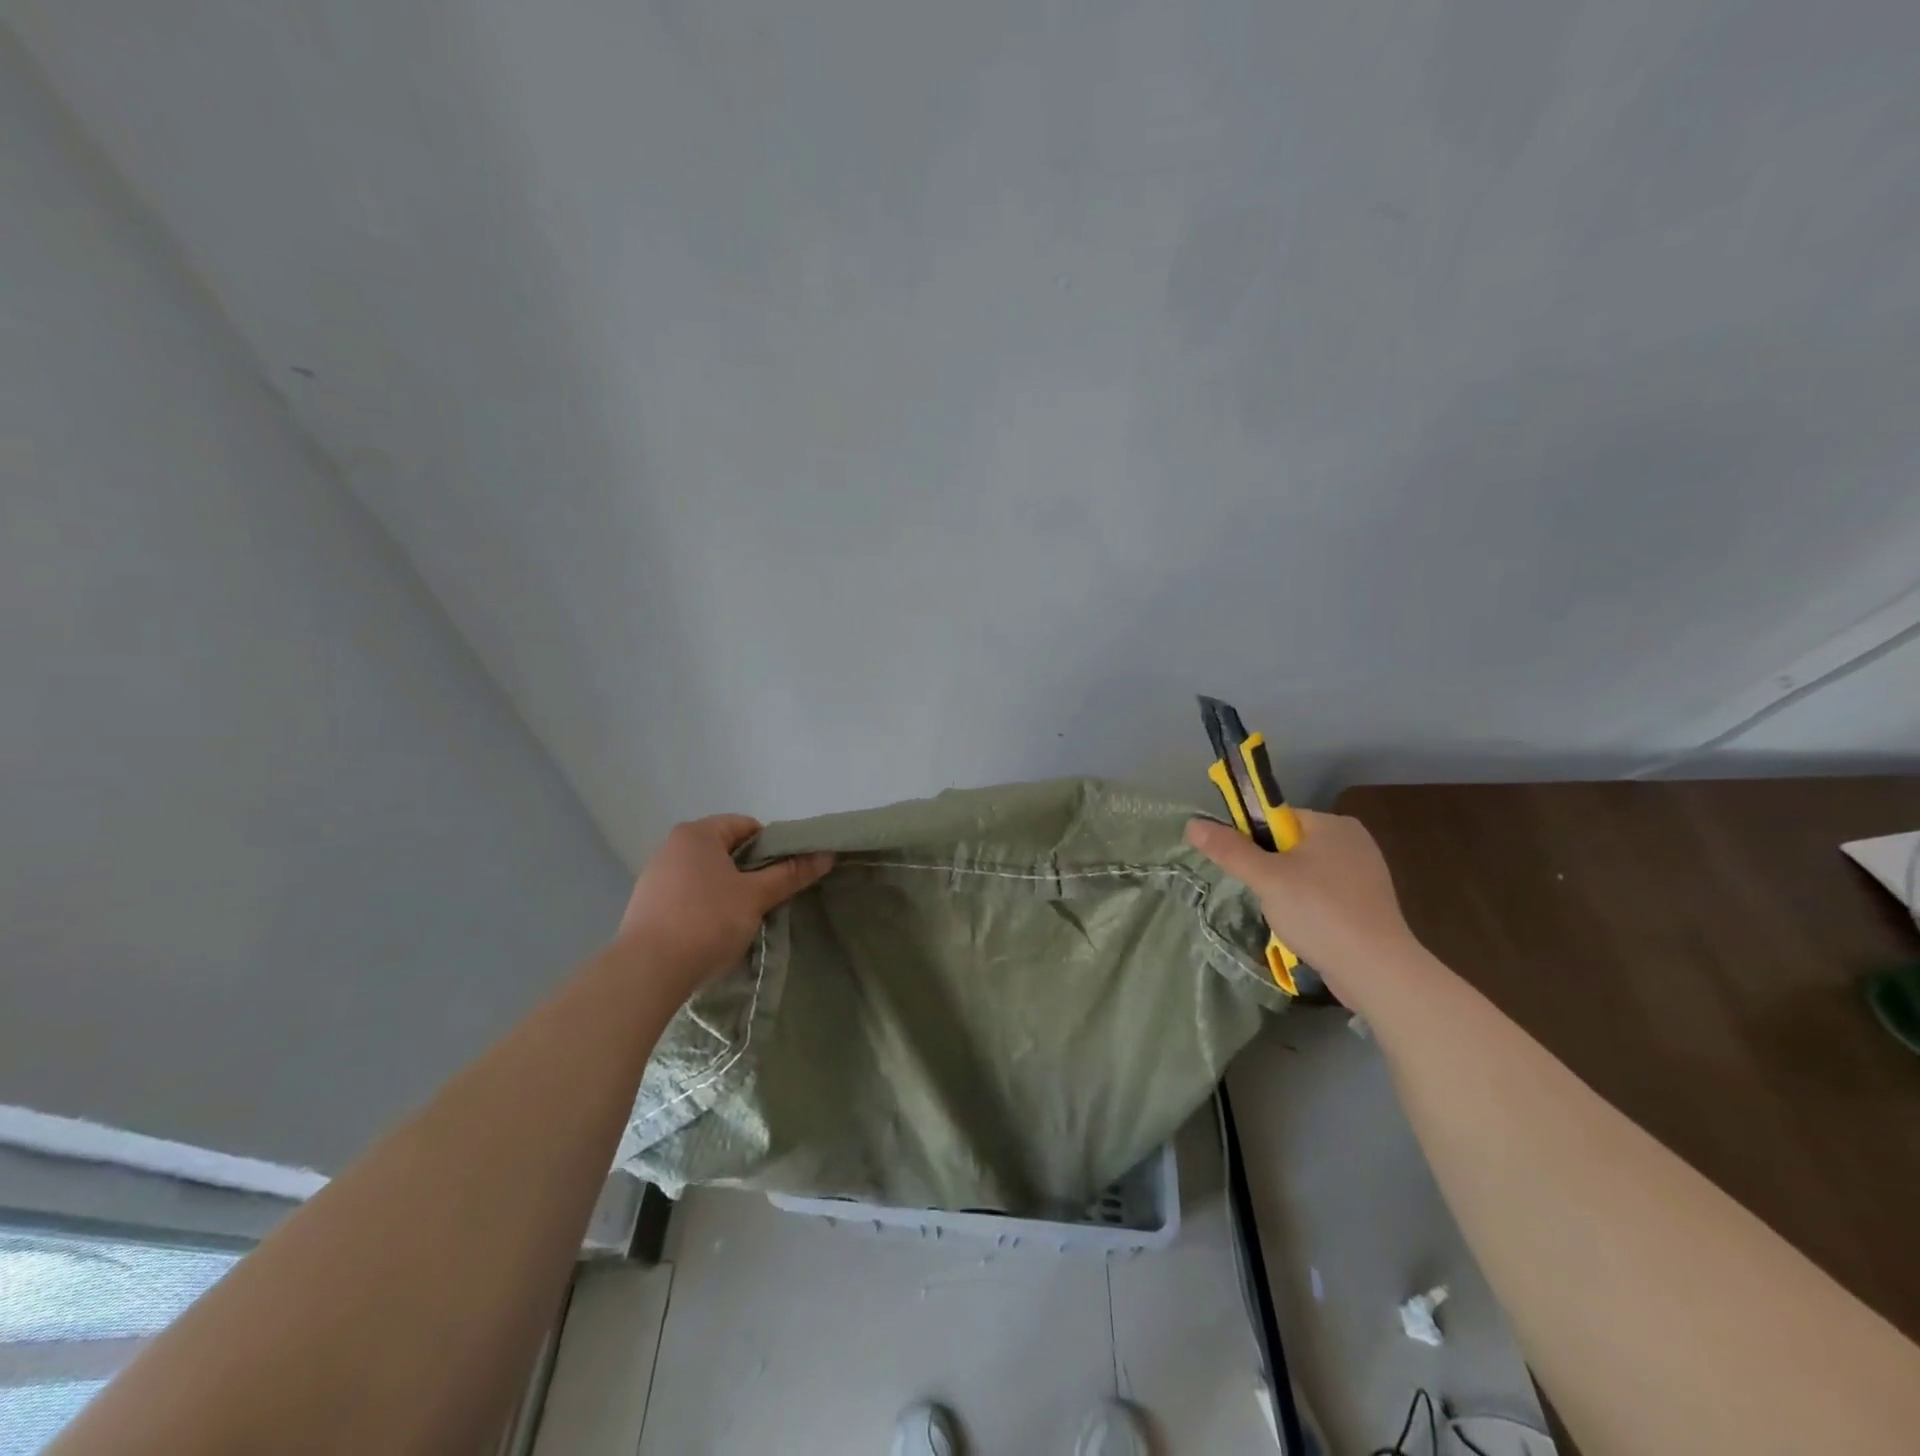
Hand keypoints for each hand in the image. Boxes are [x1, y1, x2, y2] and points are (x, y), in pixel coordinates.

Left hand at [615, 815, 832, 996]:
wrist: (647, 972)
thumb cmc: (707, 921)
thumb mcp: (756, 896)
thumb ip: (790, 874)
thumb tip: (826, 854)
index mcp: (697, 834)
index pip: (747, 826)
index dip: (773, 847)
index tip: (784, 875)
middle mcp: (672, 846)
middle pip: (726, 850)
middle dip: (751, 871)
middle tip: (770, 898)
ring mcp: (655, 876)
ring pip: (707, 875)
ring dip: (729, 890)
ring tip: (743, 919)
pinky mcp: (646, 906)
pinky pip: (687, 896)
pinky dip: (705, 907)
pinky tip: (713, 932)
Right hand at [1186, 810, 1417, 1001]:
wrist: (1376, 970)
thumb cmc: (1319, 912)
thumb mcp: (1266, 878)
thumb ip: (1229, 850)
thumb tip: (1192, 824)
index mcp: (1333, 825)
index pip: (1278, 818)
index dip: (1254, 840)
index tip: (1247, 868)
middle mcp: (1354, 841)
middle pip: (1290, 845)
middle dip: (1271, 870)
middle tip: (1265, 895)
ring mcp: (1365, 874)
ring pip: (1306, 873)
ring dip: (1288, 892)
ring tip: (1286, 917)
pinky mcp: (1368, 905)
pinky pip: (1325, 895)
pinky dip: (1310, 908)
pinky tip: (1306, 929)